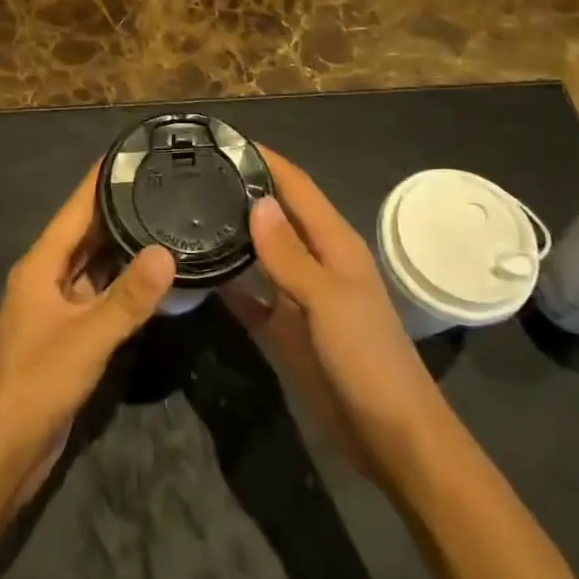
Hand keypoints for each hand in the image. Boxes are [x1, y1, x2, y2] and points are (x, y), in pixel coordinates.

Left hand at [0, 164, 174, 511]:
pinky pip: (98, 299)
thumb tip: (167, 251)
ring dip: (123, 249)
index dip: (101, 179)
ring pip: (94, 268)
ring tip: (165, 222)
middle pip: (86, 234)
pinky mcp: (66, 338)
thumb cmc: (34, 385)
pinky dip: (122, 287)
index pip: (75, 208)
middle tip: (163, 185)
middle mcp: (46, 279)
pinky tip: (152, 281)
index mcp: (41, 266)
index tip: (133, 152)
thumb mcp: (86, 338)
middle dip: (118, 210)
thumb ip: (128, 298)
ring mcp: (56, 310)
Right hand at [222, 147, 442, 485]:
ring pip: (259, 254)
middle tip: (191, 174)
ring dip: (231, 234)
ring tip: (185, 213)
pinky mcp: (285, 330)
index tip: (223, 140)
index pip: (296, 186)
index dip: (265, 160)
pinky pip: (249, 297)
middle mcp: (315, 262)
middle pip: (275, 215)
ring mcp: (298, 297)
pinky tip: (195, 273)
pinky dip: (226, 283)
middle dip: (241, 191)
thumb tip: (257, 201)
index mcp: (334, 244)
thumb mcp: (329, 301)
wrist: (392, 438)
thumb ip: (290, 254)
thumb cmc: (368, 360)